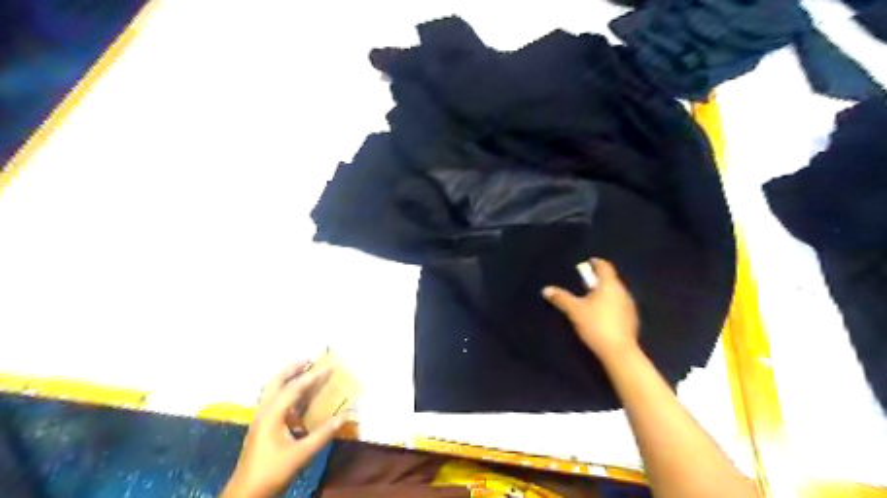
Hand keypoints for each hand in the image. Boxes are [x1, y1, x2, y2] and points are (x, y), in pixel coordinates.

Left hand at [222, 362, 341, 496]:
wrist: (245, 495)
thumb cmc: (272, 472)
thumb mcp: (301, 454)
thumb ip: (323, 434)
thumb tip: (343, 417)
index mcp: (271, 414)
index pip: (294, 388)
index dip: (312, 376)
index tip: (329, 367)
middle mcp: (263, 412)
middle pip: (275, 382)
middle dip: (292, 369)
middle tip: (309, 360)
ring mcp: (260, 420)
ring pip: (272, 391)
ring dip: (287, 379)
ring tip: (304, 372)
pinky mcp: (262, 429)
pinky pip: (274, 402)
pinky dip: (286, 393)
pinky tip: (299, 400)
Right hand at [540, 258, 638, 358]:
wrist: (619, 352)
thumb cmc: (596, 325)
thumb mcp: (574, 310)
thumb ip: (561, 298)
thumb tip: (546, 289)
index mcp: (610, 285)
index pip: (604, 266)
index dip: (595, 263)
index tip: (586, 263)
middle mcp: (623, 291)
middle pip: (610, 279)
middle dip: (597, 279)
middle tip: (584, 282)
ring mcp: (629, 306)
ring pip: (615, 292)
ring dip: (604, 292)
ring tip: (590, 298)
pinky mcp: (631, 319)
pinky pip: (618, 304)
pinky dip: (609, 304)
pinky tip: (600, 313)